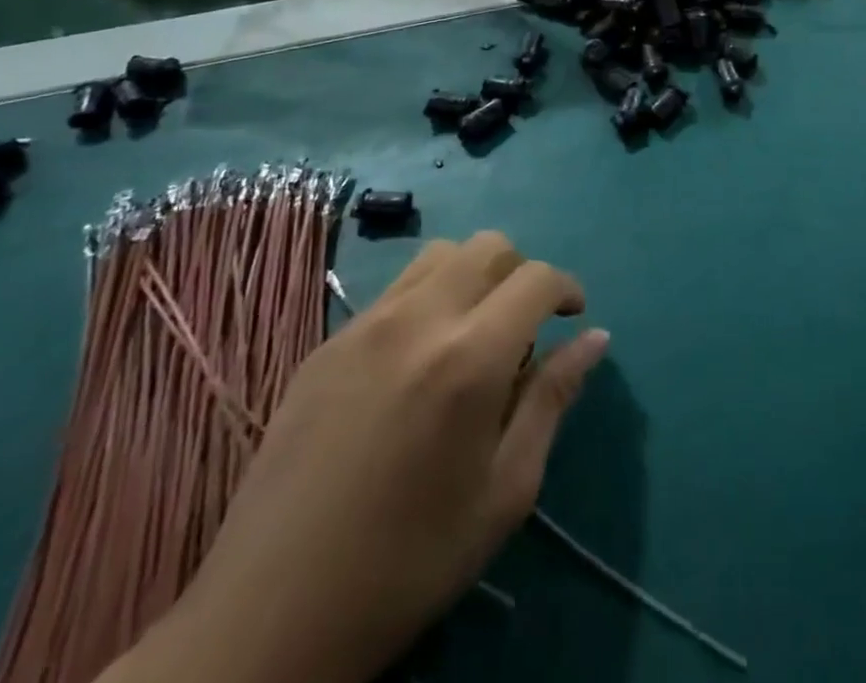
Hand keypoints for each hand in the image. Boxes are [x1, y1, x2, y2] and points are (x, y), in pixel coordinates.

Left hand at [104, 234, 608, 682]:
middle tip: (524, 326)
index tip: (572, 318)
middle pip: (489, 245)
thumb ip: (553, 399)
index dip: (566, 288)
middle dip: (521, 272)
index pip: (536, 277)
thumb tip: (596, 337)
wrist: (269, 619)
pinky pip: (393, 290)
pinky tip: (417, 361)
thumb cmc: (409, 562)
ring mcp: (365, 326)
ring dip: (473, 274)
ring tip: (472, 331)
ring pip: (439, 255)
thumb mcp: (505, 491)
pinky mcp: (326, 344)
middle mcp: (419, 320)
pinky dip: (426, 299)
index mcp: (470, 358)